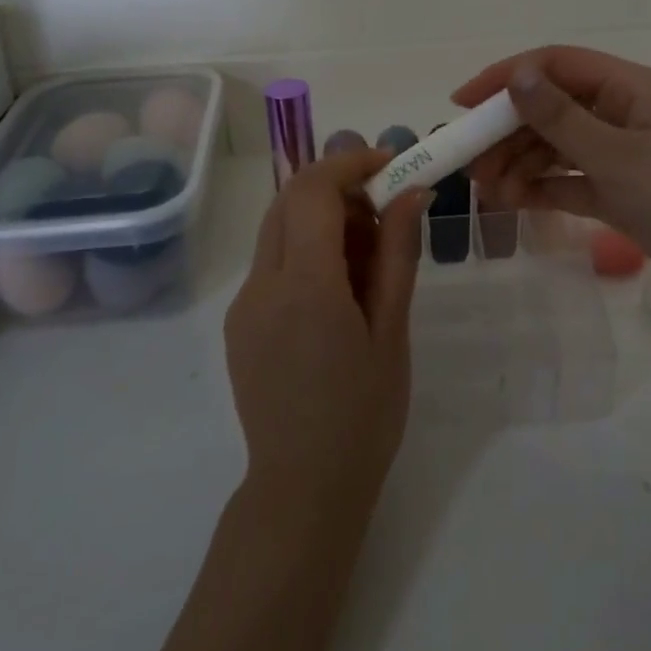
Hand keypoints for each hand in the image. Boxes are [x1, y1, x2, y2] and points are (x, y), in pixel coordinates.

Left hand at [223, 149, 431, 515]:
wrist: (304, 487)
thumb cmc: (364, 413)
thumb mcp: (391, 330)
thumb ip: (397, 254)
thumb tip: (411, 192)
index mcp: (305, 286)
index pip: (314, 190)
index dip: (351, 163)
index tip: (390, 165)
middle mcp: (262, 284)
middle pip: (289, 200)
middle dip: (337, 187)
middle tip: (384, 213)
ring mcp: (243, 304)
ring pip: (277, 229)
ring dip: (320, 218)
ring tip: (367, 258)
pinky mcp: (238, 323)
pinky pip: (271, 263)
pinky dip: (305, 251)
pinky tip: (336, 292)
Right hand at [453, 46, 650, 317]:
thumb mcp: (618, 157)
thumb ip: (562, 118)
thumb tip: (519, 76)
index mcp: (630, 88)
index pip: (556, 65)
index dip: (506, 78)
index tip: (462, 104)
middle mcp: (623, 112)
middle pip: (551, 108)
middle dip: (508, 133)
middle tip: (471, 165)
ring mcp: (622, 153)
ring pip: (557, 146)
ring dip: (521, 164)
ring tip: (489, 193)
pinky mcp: (622, 190)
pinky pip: (571, 179)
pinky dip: (543, 187)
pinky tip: (512, 202)